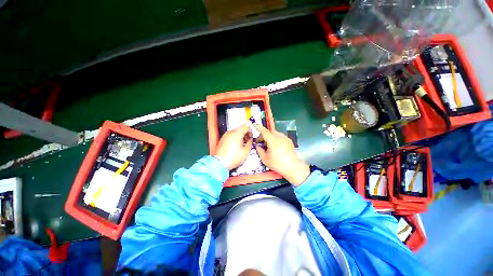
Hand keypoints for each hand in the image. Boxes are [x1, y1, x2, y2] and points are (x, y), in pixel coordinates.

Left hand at [214, 124, 252, 169]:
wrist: (219, 163)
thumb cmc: (233, 158)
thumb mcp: (246, 151)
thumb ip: (250, 143)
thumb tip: (250, 140)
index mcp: (236, 133)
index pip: (246, 126)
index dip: (250, 131)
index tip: (251, 138)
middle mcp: (230, 132)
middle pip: (240, 129)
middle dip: (245, 135)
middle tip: (247, 142)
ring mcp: (225, 136)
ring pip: (235, 133)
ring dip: (240, 137)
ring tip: (242, 146)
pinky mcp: (222, 140)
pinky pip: (231, 136)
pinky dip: (235, 139)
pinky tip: (236, 147)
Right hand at [253, 124, 309, 185]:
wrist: (293, 167)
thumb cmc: (277, 164)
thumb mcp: (265, 159)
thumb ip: (259, 150)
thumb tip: (257, 145)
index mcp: (273, 141)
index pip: (264, 131)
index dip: (258, 127)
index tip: (254, 124)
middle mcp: (280, 137)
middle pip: (270, 131)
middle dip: (264, 135)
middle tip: (260, 142)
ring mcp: (285, 138)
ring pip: (275, 133)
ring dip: (270, 137)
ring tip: (268, 145)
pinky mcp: (289, 140)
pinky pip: (280, 136)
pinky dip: (275, 138)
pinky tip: (275, 146)